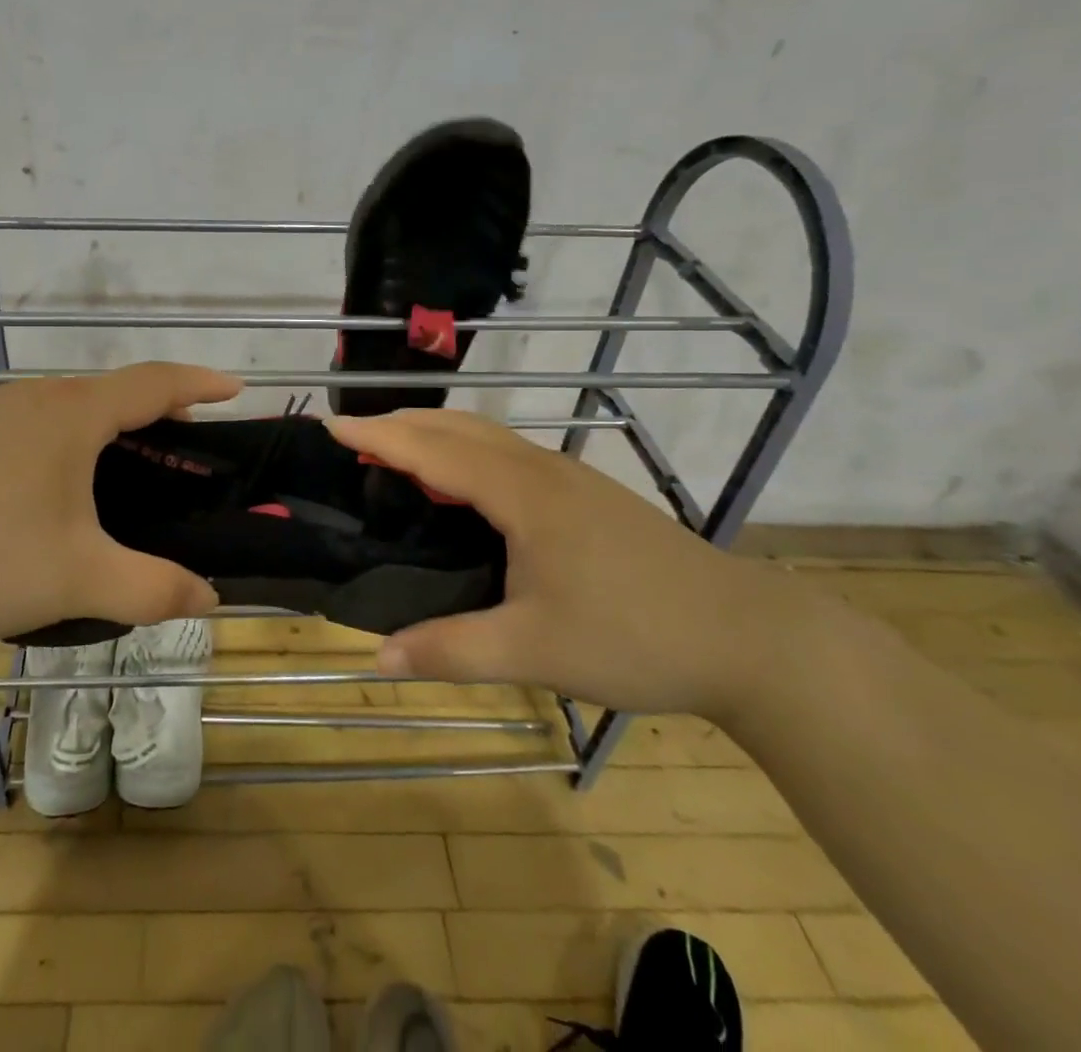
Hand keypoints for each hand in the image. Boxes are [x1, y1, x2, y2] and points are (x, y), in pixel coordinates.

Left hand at [0, 363, 241, 643]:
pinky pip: (25, 425)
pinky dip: (57, 440)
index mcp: (72, 415)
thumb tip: (209, 598)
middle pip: (109, 392)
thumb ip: (153, 589)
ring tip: (119, 468)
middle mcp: (31, 398)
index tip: (234, 388)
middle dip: (154, 411)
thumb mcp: (80, 580)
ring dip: (102, 427)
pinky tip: (45, 487)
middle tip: (181, 445)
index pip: (154, 382)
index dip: (200, 382)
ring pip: (63, 407)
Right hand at [325, 409, 792, 718]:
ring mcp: (570, 477)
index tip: (331, 424)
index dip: (378, 436)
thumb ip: (451, 650)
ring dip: (435, 433)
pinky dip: (465, 451)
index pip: (433, 450)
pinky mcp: (587, 494)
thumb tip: (377, 658)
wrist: (749, 637)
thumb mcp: (535, 651)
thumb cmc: (636, 636)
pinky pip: (508, 454)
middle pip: (458, 427)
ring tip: (395, 453)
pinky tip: (463, 486)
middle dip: (401, 423)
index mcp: (522, 493)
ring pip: (487, 436)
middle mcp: (542, 469)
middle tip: (353, 437)